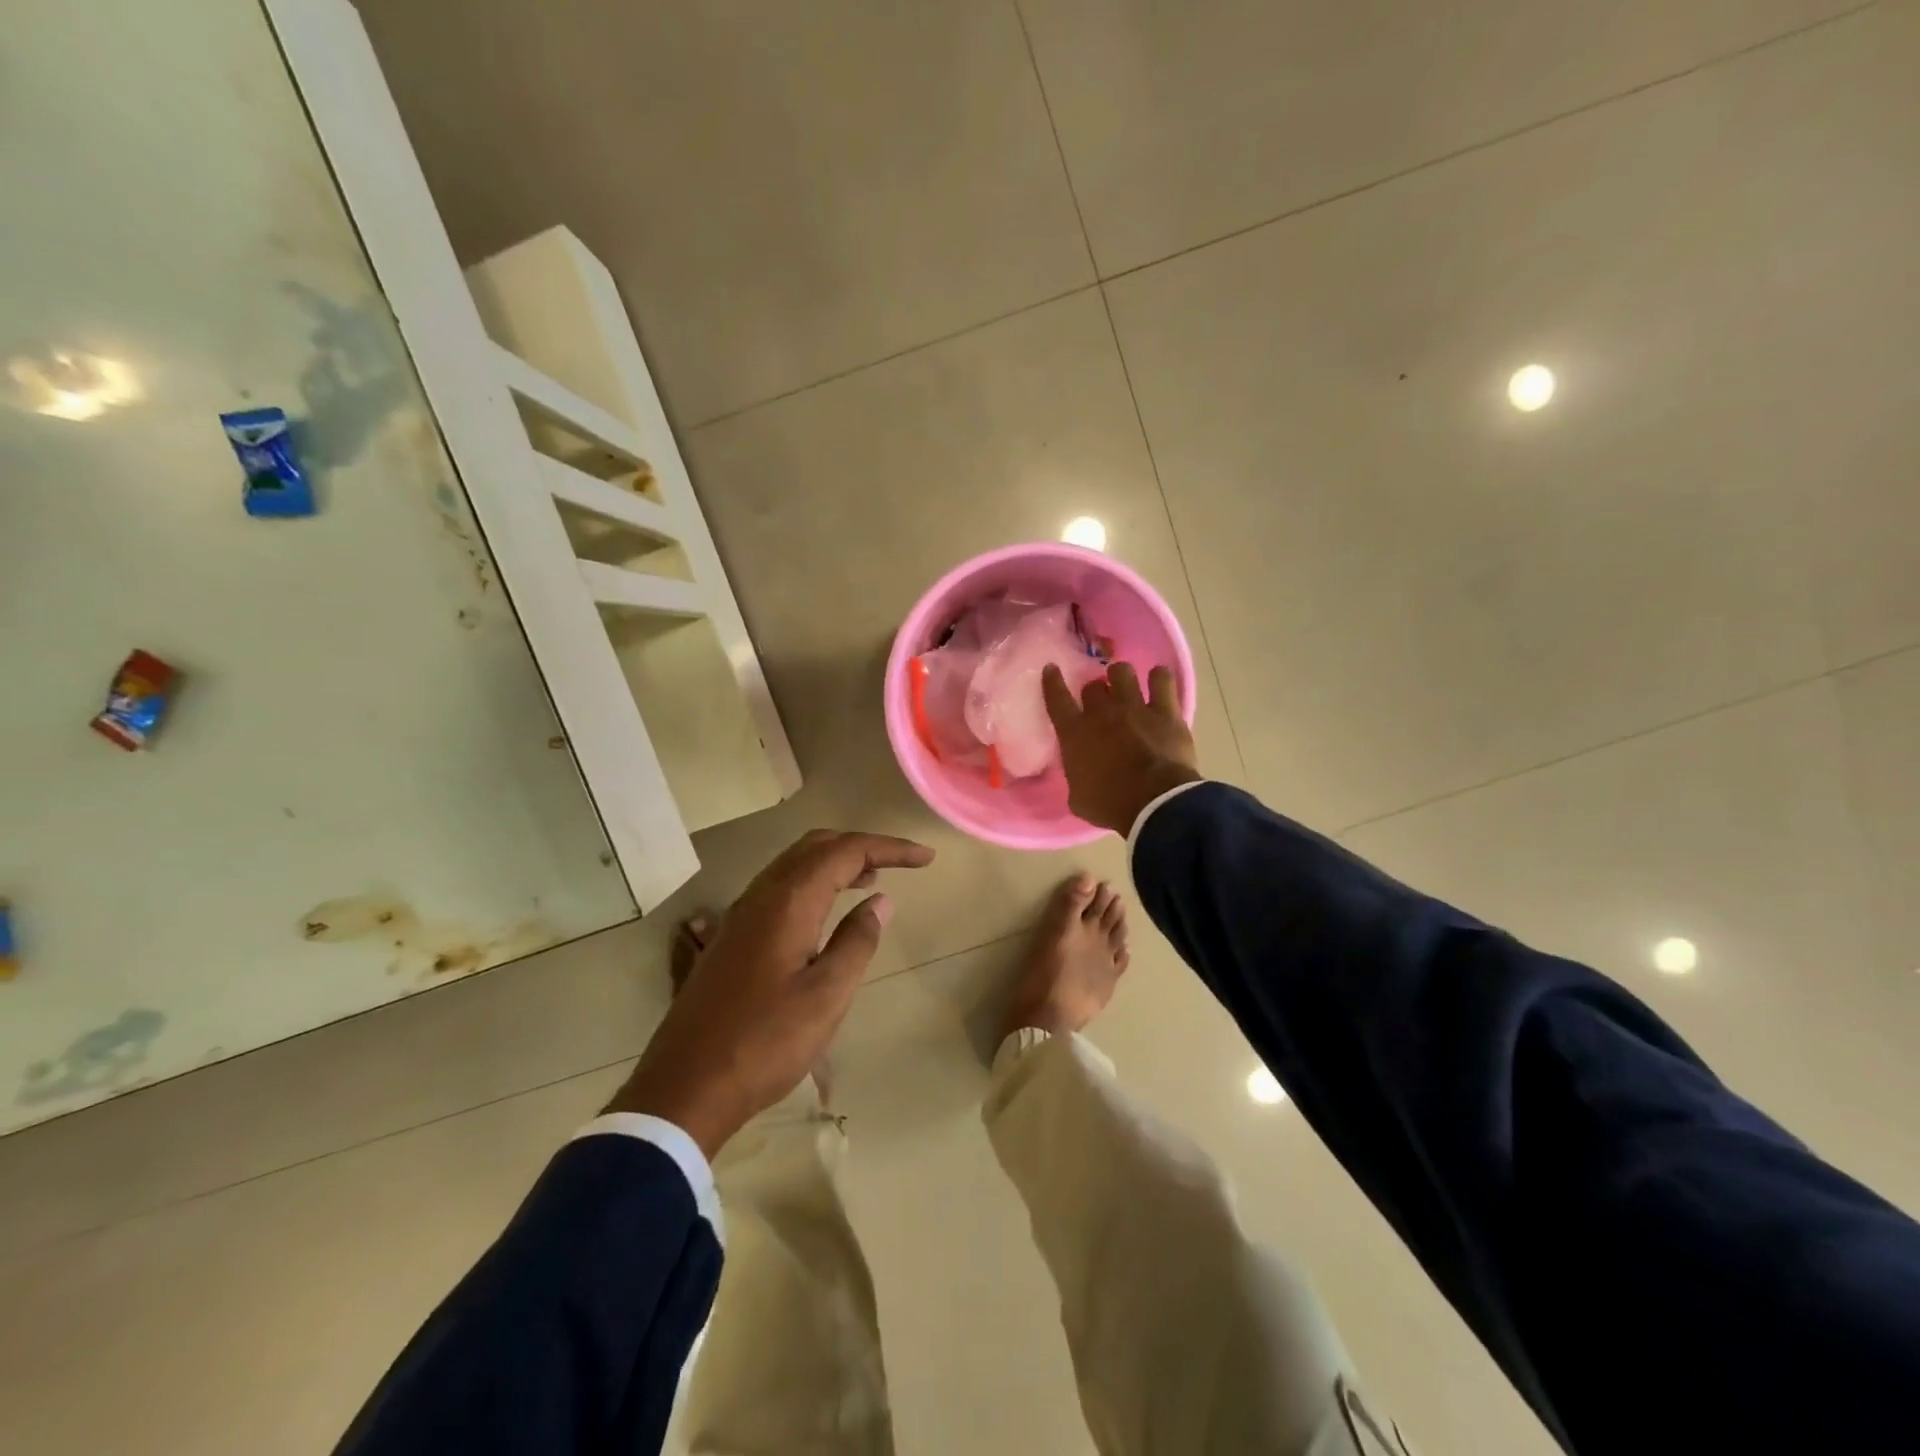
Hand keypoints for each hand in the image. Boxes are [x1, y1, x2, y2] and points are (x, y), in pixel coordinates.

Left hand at [607, 830, 934, 1155]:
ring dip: (835, 861)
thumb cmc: (764, 1043)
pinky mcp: (731, 936)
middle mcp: (761, 895)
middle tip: (901, 862)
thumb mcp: (826, 997)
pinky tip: (826, 912)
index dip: (889, 848)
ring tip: (871, 879)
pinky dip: (812, 882)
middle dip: (862, 845)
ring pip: (794, 864)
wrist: (684, 1087)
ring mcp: (740, 915)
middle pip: (816, 845)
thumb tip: (879, 901)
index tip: (926, 858)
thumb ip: (856, 942)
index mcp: (789, 902)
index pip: (846, 851)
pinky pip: (779, 887)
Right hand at [1043, 661, 1199, 834]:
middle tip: (1102, 702)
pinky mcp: (1165, 710)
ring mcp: (1134, 707)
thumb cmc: (1110, 806)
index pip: (1057, 699)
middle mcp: (1102, 713)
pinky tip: (1159, 681)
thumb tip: (1080, 777)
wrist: (1154, 802)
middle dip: (1095, 692)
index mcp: (1075, 734)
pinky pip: (1162, 679)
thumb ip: (1076, 779)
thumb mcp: (1079, 799)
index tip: (1051, 668)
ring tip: (1126, 684)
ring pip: (1122, 672)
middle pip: (1093, 686)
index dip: (1052, 681)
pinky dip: (1159, 677)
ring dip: (1121, 676)